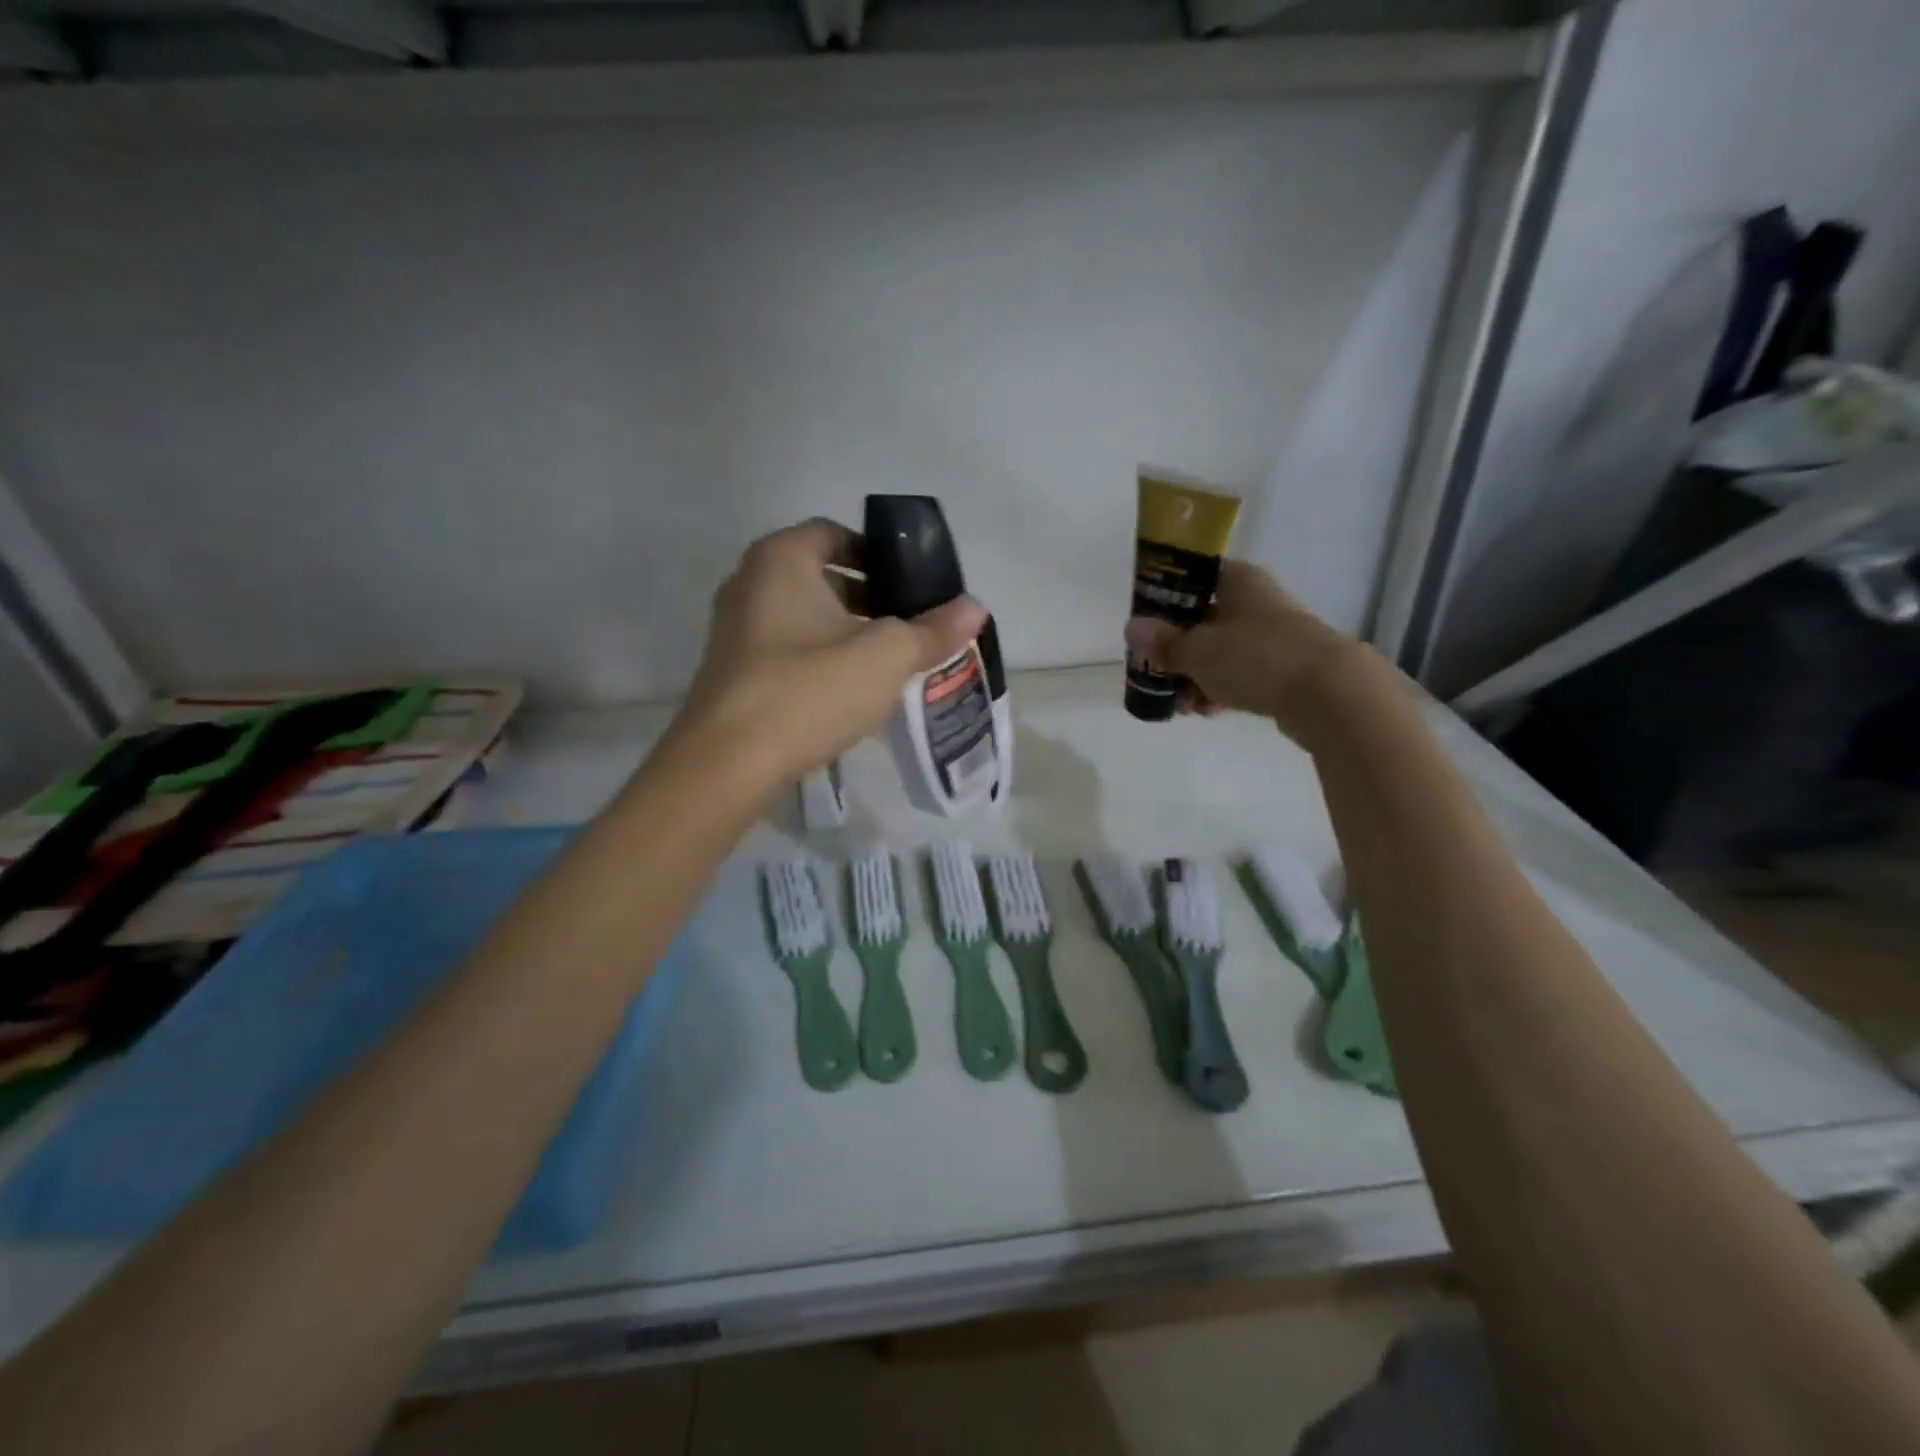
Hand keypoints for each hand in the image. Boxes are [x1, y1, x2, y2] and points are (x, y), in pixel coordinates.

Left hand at [673, 518, 987, 790]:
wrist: (728, 763)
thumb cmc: (809, 690)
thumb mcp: (885, 656)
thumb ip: (932, 629)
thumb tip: (975, 608)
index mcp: (781, 559)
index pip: (836, 534)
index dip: (879, 554)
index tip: (913, 585)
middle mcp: (749, 583)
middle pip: (821, 576)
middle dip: (869, 597)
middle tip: (910, 625)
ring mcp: (735, 629)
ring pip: (805, 616)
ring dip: (847, 631)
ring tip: (888, 662)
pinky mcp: (734, 671)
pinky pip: (788, 649)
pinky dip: (821, 658)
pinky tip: (850, 691)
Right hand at [1123, 560, 1361, 740]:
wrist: (1332, 695)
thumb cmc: (1257, 658)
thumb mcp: (1198, 651)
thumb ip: (1164, 643)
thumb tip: (1132, 628)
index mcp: (1237, 581)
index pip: (1193, 577)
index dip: (1165, 598)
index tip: (1145, 625)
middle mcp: (1257, 601)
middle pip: (1203, 619)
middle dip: (1177, 650)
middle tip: (1157, 675)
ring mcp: (1274, 636)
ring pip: (1222, 651)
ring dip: (1196, 676)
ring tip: (1182, 705)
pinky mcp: (1287, 668)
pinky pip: (1242, 675)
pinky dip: (1222, 690)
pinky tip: (1208, 711)